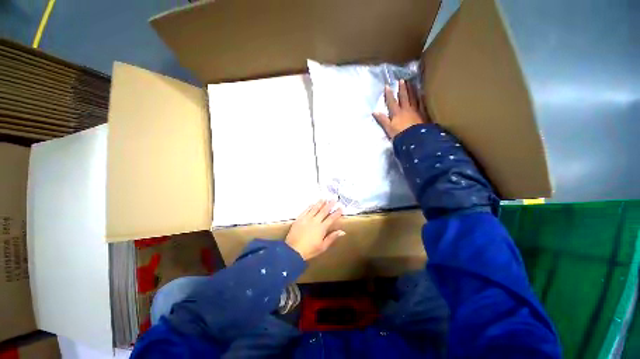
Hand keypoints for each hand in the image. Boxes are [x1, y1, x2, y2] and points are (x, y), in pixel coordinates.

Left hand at [285, 200, 344, 260]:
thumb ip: (332, 237)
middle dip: (330, 204)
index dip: (337, 212)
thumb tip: (342, 232)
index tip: (341, 208)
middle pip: (324, 211)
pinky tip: (312, 203)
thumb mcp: (323, 247)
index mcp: (322, 228)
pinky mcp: (299, 219)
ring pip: (315, 208)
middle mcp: (315, 221)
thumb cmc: (309, 250)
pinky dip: (310, 206)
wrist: (293, 251)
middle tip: (334, 199)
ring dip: (320, 203)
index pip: (331, 218)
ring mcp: (306, 219)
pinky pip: (306, 210)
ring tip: (324, 198)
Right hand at [373, 80, 426, 138]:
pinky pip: (422, 104)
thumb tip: (374, 112)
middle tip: (402, 80)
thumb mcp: (388, 128)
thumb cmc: (400, 135)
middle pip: (404, 97)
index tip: (387, 86)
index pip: (392, 102)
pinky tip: (422, 94)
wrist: (415, 139)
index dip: (389, 94)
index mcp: (397, 113)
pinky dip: (421, 98)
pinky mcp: (422, 114)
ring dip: (412, 90)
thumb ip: (382, 120)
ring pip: (414, 98)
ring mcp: (415, 111)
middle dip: (402, 89)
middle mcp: (406, 109)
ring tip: (412, 83)